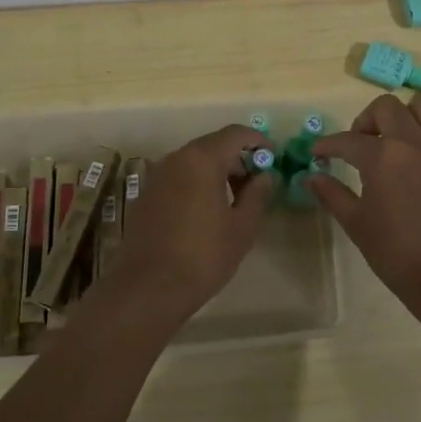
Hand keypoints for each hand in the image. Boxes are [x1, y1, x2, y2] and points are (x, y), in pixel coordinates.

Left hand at [109, 124, 274, 324]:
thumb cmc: (204, 255)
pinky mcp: (147, 195)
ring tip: (235, 200)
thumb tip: (265, 176)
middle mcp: (176, 159)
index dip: (258, 141)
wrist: (150, 287)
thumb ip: (258, 194)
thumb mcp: (242, 226)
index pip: (235, 134)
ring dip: (217, 171)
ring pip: (194, 161)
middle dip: (238, 158)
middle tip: (257, 183)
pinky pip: (179, 177)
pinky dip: (197, 183)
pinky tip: (207, 211)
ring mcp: (157, 176)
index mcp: (201, 159)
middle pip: (213, 145)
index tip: (273, 158)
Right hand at [308, 94, 420, 315]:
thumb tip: (311, 176)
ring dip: (404, 119)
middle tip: (362, 144)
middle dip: (367, 120)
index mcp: (382, 157)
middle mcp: (415, 142)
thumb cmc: (398, 255)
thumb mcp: (357, 225)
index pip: (347, 140)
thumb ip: (332, 194)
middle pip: (386, 107)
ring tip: (398, 143)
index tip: (319, 153)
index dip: (328, 145)